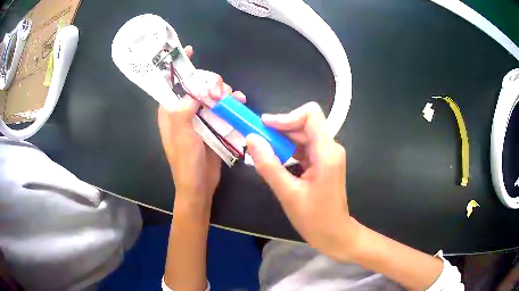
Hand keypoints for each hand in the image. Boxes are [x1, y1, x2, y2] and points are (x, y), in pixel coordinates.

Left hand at [157, 45, 244, 212]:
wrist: (200, 185)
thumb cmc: (186, 163)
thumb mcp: (182, 137)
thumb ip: (183, 111)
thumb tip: (193, 91)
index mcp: (170, 113)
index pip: (171, 84)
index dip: (179, 67)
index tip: (190, 51)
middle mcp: (183, 112)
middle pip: (196, 87)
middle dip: (209, 82)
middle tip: (220, 88)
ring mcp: (198, 119)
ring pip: (210, 96)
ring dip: (223, 93)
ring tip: (235, 97)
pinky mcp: (212, 126)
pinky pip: (221, 109)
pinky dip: (230, 104)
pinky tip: (240, 103)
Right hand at [246, 102, 358, 260]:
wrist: (335, 234)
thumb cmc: (315, 219)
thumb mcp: (288, 194)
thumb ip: (269, 165)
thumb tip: (251, 139)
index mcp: (326, 153)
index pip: (311, 115)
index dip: (286, 116)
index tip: (264, 127)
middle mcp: (330, 148)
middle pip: (305, 124)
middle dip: (279, 128)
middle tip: (256, 139)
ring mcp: (327, 155)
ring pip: (303, 135)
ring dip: (282, 139)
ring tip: (262, 150)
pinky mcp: (323, 162)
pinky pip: (304, 147)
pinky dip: (288, 150)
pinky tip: (274, 160)